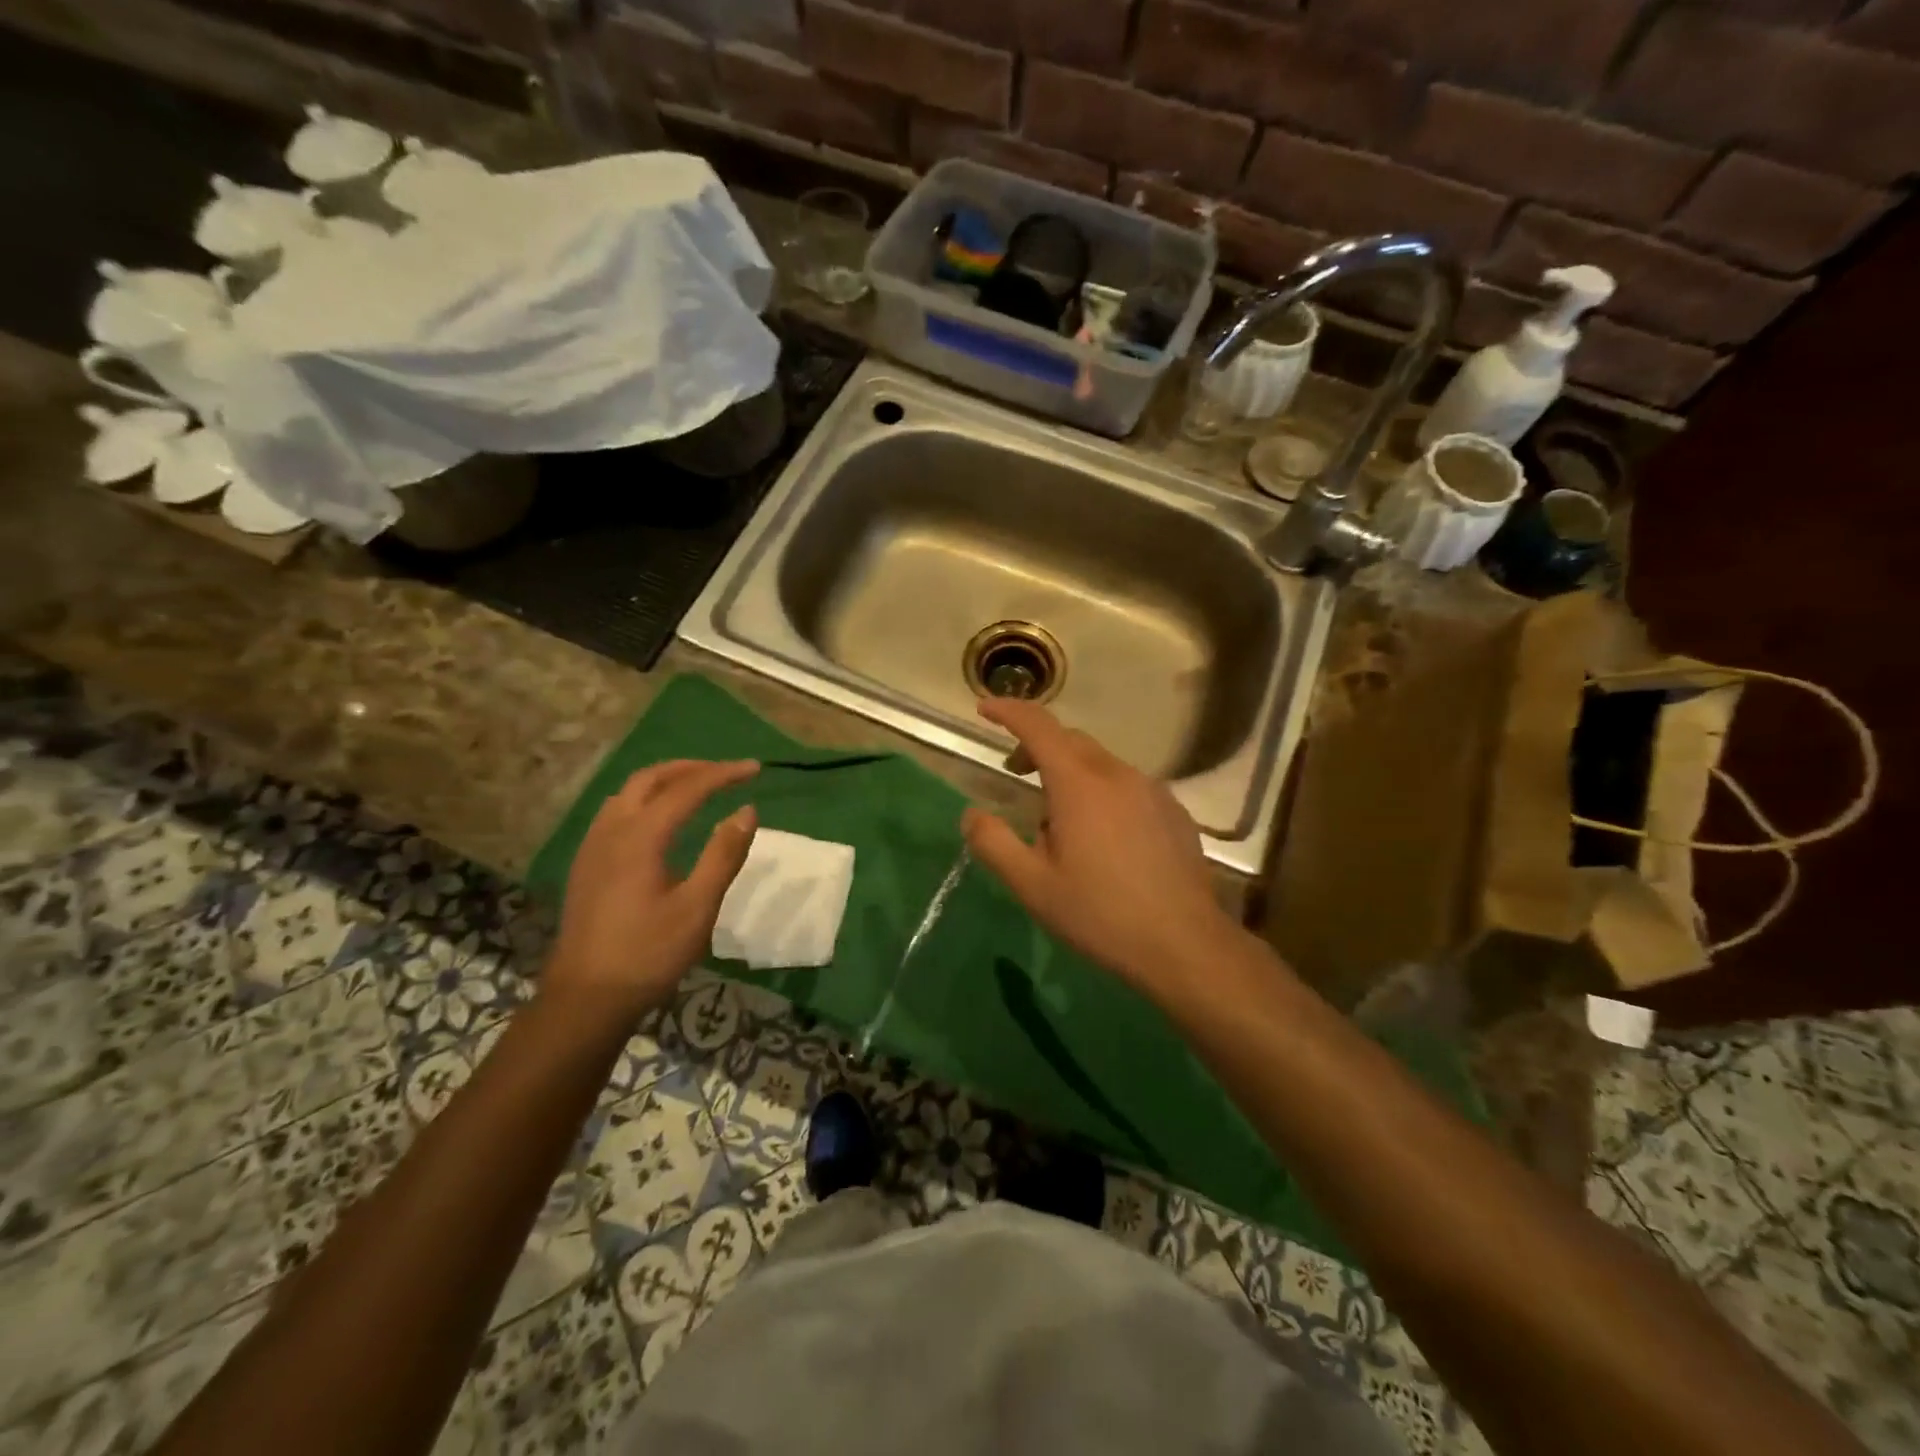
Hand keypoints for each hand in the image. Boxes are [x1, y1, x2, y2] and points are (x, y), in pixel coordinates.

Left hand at [545, 759, 759, 1023]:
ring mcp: (593, 846)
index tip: (755, 769)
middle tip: (726, 772)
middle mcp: (612, 830)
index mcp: (640, 837)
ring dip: (665, 780)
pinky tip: (660, 821)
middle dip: (691, 768)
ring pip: (629, 792)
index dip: (723, 774)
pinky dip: (646, 799)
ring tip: (697, 788)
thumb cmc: (648, 954)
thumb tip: (747, 810)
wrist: (585, 998)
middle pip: (651, 779)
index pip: (687, 788)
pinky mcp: (586, 864)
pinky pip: (617, 812)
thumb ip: (723, 854)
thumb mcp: (698, 907)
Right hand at [960, 698, 1245, 1001]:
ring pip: (1101, 764)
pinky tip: (1105, 838)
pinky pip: (1129, 786)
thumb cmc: (1100, 913)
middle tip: (1016, 774)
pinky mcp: (1174, 811)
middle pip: (1071, 740)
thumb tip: (972, 814)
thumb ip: (993, 843)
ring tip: (1060, 822)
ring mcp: (1153, 790)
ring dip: (1072, 774)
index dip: (1008, 711)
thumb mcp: (1032, 885)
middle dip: (1038, 747)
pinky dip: (1104, 793)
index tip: (985, 710)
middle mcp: (1117, 774)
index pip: (1038, 726)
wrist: (1184, 945)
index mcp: (1079, 783)